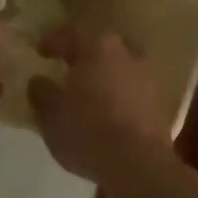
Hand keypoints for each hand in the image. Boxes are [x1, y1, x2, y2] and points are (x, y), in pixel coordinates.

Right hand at [26, 25, 176, 188]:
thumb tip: (39, 81)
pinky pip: (130, 91)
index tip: (40, 52)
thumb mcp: (50, 114)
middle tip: (65, 71)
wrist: (138, 163)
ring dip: (102, 78)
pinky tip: (105, 114)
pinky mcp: (158, 103)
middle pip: (99, 48)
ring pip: (118, 69)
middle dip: (82, 58)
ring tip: (85, 96)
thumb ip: (41, 92)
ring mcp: (147, 78)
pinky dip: (116, 97)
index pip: (71, 33)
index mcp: (97, 47)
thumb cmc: (87, 130)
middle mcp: (126, 54)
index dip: (52, 41)